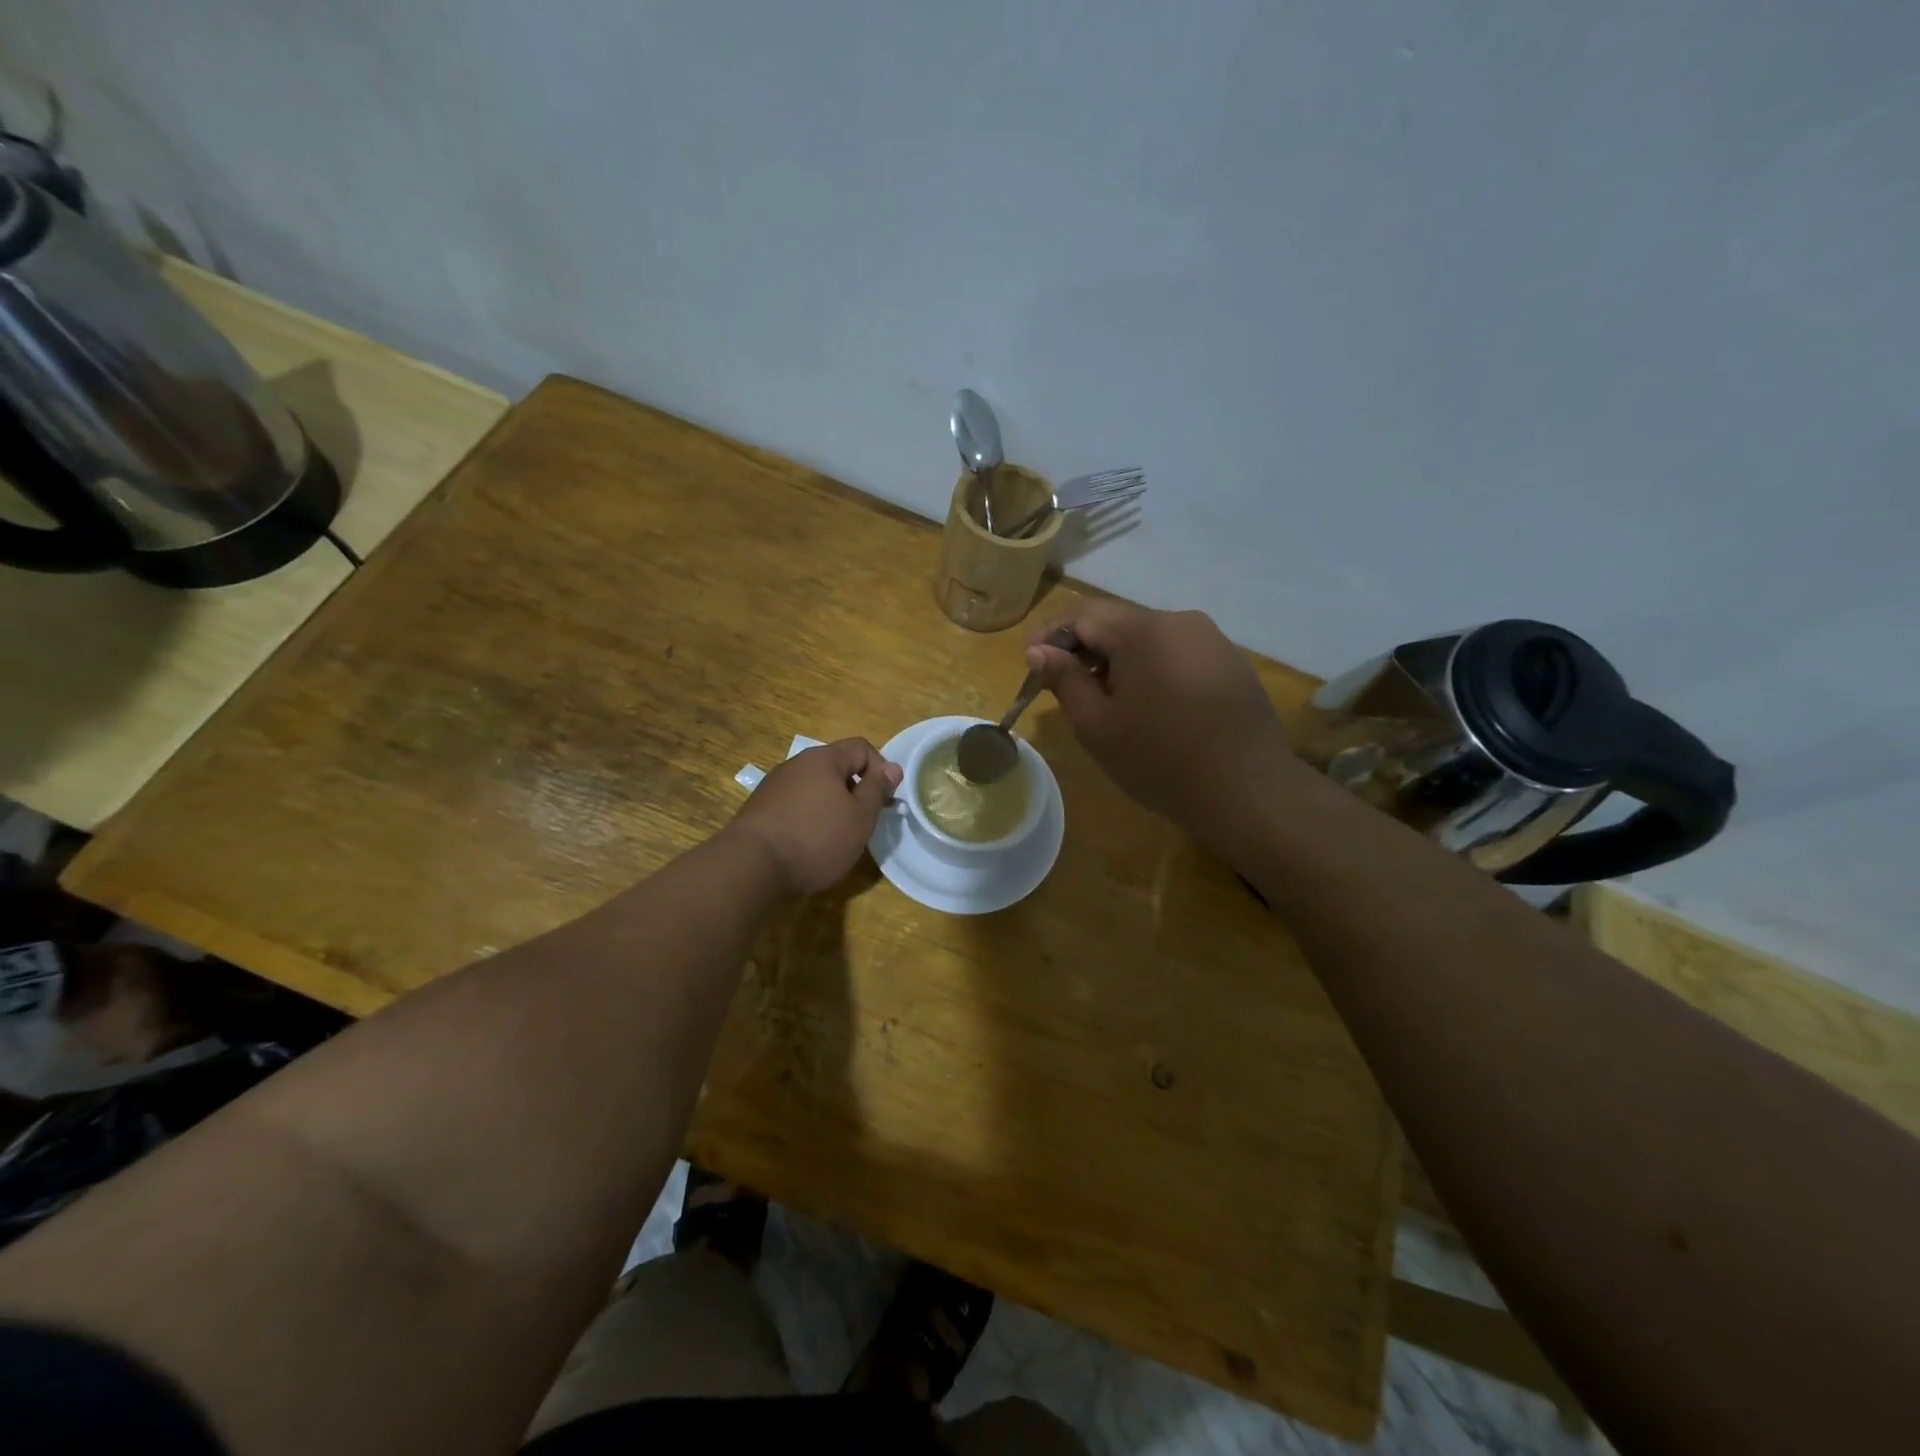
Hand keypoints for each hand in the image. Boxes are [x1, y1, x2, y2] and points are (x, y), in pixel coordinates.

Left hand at [726, 738, 902, 895]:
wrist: (751, 867)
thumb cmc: (816, 839)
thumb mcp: (860, 817)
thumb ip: (877, 789)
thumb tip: (892, 767)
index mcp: (824, 759)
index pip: (861, 747)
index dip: (880, 769)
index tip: (883, 800)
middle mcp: (796, 764)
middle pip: (836, 766)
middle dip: (855, 789)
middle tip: (863, 821)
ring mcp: (774, 785)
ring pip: (814, 786)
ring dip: (831, 804)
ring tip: (836, 835)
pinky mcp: (760, 808)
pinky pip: (795, 803)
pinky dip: (808, 816)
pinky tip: (808, 843)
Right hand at [1026, 602, 1307, 854]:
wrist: (1248, 791)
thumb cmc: (1160, 759)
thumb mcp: (1097, 725)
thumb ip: (1064, 680)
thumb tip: (1039, 650)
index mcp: (1143, 630)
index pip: (1083, 614)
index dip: (1051, 636)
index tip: (1031, 664)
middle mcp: (1180, 621)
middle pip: (1118, 623)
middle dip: (1084, 649)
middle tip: (1063, 686)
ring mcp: (1212, 640)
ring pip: (1149, 639)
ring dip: (1118, 661)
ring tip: (1105, 701)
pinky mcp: (1231, 663)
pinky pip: (1177, 654)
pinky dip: (1151, 670)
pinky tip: (1149, 707)